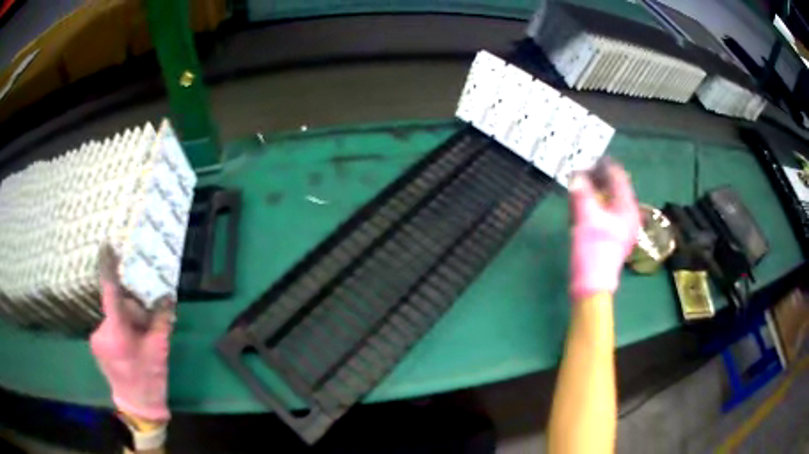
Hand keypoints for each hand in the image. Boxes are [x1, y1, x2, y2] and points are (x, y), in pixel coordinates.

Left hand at [90, 245, 173, 421]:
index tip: (106, 247)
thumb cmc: (149, 379)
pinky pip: (108, 324)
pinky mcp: (95, 343)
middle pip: (115, 306)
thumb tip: (167, 296)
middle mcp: (100, 332)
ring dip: (126, 319)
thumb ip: (161, 320)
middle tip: (146, 324)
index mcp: (116, 334)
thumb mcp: (159, 350)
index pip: (110, 294)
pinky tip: (130, 342)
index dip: (108, 269)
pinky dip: (120, 326)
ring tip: (140, 337)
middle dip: (131, 309)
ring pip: (112, 315)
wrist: (137, 405)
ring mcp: (95, 338)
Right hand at [569, 161, 639, 301]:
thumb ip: (581, 191)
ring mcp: (622, 228)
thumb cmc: (593, 249)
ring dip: (595, 193)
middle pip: (614, 189)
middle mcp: (628, 215)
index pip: (619, 178)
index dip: (606, 165)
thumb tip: (576, 175)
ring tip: (581, 186)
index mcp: (627, 208)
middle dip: (598, 179)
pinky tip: (582, 206)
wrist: (592, 284)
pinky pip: (605, 214)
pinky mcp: (613, 238)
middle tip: (582, 172)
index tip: (592, 157)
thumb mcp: (586, 216)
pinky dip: (594, 207)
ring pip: (609, 202)